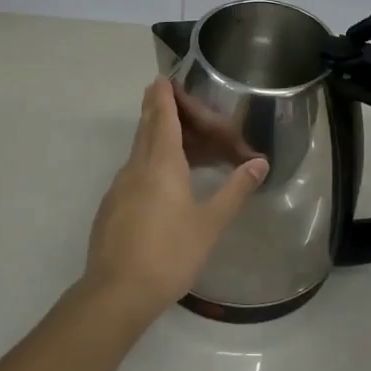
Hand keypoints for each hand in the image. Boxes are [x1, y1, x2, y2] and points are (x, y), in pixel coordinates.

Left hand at [84, 79, 268, 319]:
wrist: (116, 293)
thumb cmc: (169, 253)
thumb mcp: (210, 223)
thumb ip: (235, 190)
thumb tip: (259, 163)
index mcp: (161, 163)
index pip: (162, 117)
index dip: (163, 96)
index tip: (162, 77)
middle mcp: (136, 167)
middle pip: (147, 128)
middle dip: (158, 110)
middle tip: (170, 98)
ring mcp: (120, 187)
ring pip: (139, 151)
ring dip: (156, 138)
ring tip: (178, 141)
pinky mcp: (112, 208)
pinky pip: (134, 172)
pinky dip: (149, 163)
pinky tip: (162, 183)